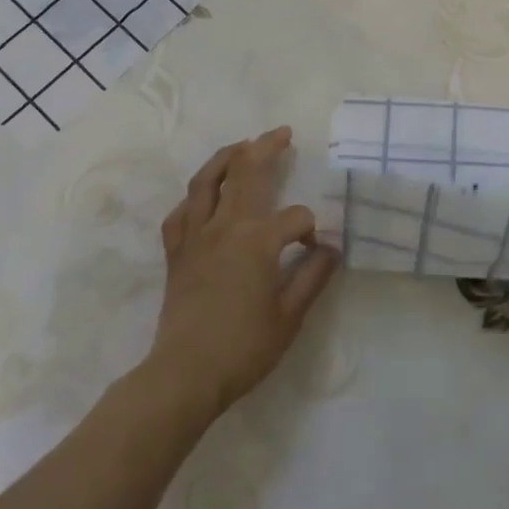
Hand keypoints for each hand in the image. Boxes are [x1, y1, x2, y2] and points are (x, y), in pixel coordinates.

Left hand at [145, 128, 339, 416]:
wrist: (184, 375)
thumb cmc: (243, 348)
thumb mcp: (290, 316)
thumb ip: (313, 276)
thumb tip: (331, 248)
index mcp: (257, 241)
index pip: (295, 217)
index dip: (311, 228)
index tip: (315, 250)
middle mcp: (225, 227)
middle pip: (246, 173)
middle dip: (266, 148)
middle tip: (281, 132)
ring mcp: (196, 237)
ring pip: (206, 181)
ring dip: (226, 157)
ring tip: (242, 144)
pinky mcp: (176, 253)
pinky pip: (180, 214)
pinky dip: (193, 199)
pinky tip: (202, 198)